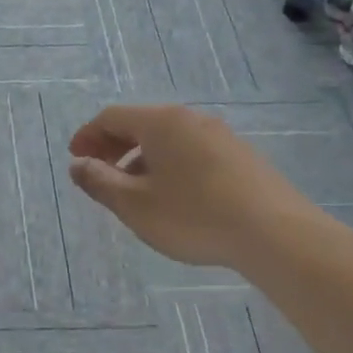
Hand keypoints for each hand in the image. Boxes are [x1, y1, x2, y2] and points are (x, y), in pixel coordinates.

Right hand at [67, 104, 324, 270]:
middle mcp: (190, 119)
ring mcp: (221, 136)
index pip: (112, 117)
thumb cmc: (194, 215)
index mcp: (160, 122)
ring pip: (169, 139)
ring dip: (142, 158)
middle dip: (114, 146)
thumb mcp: (134, 204)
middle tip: (99, 172)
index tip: (75, 159)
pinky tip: (175, 197)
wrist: (276, 234)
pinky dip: (170, 165)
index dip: (88, 136)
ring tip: (135, 191)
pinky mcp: (242, 157)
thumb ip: (100, 182)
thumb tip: (78, 165)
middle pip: (141, 123)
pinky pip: (192, 151)